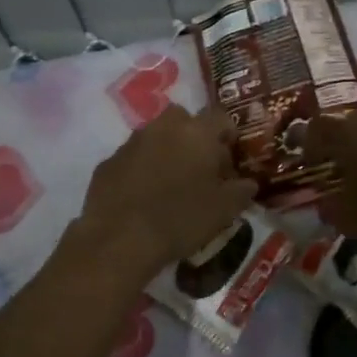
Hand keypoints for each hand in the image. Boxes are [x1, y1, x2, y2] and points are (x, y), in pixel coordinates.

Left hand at [80, 106, 257, 273]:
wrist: (120, 240)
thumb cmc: (181, 219)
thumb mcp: (225, 209)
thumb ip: (242, 190)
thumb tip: (248, 183)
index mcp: (197, 133)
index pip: (221, 116)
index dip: (229, 135)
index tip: (231, 160)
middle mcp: (163, 128)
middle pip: (184, 119)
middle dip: (194, 137)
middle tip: (201, 168)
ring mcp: (131, 143)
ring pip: (156, 136)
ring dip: (167, 151)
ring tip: (172, 185)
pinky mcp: (108, 163)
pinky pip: (133, 158)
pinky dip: (142, 169)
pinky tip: (144, 197)